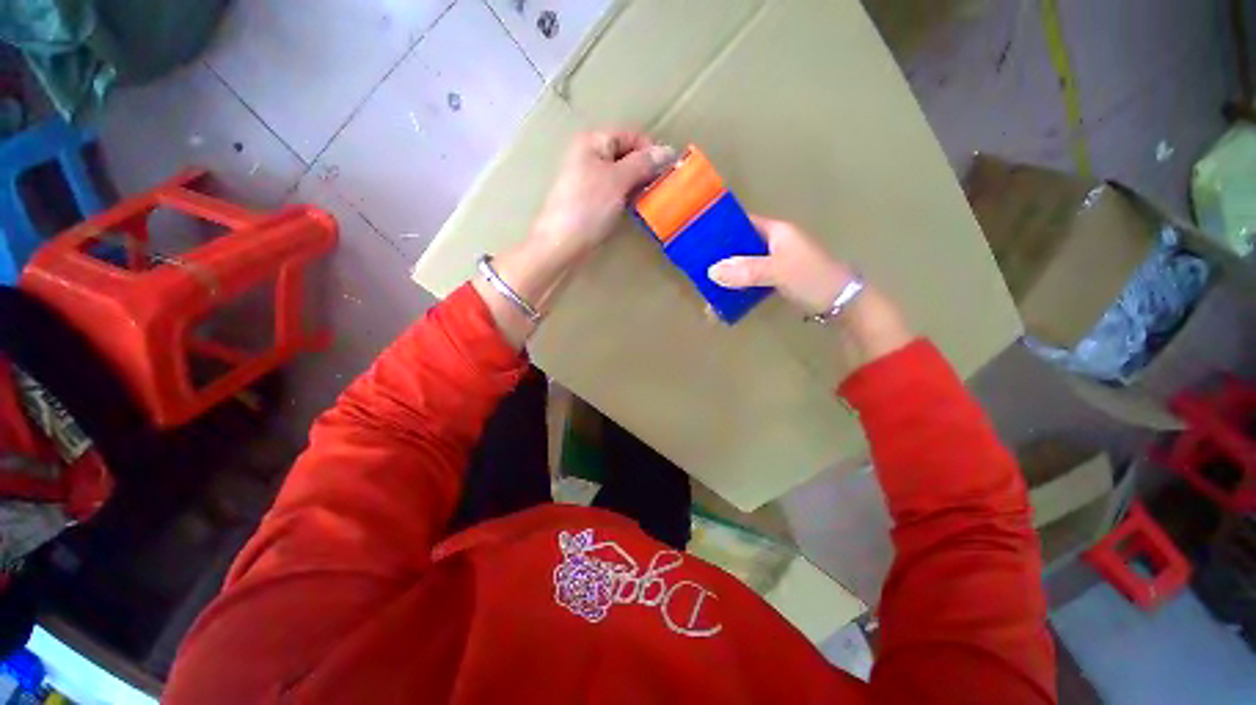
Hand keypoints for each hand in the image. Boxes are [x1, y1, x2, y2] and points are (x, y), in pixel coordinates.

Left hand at [476, 130, 672, 348]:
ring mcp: (588, 179)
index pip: (631, 136)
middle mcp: (589, 155)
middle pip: (626, 155)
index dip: (650, 150)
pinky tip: (634, 209)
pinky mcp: (589, 200)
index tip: (666, 172)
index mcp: (593, 141)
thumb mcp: (618, 180)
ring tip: (650, 200)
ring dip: (638, 185)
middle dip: (645, 169)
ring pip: (621, 176)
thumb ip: (643, 163)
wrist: (561, 243)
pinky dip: (627, 197)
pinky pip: (614, 192)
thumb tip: (669, 150)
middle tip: (660, 188)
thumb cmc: (588, 207)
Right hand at [708, 215, 912, 373]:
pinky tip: (723, 300)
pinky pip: (749, 281)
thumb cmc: (812, 278)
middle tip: (696, 268)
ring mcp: (774, 263)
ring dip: (726, 276)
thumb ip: (746, 270)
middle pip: (739, 245)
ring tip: (705, 288)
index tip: (698, 238)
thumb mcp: (779, 270)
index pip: (742, 222)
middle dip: (719, 256)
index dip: (721, 228)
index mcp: (776, 231)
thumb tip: (712, 271)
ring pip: (743, 265)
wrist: (843, 304)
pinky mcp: (775, 281)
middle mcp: (773, 244)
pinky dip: (736, 288)